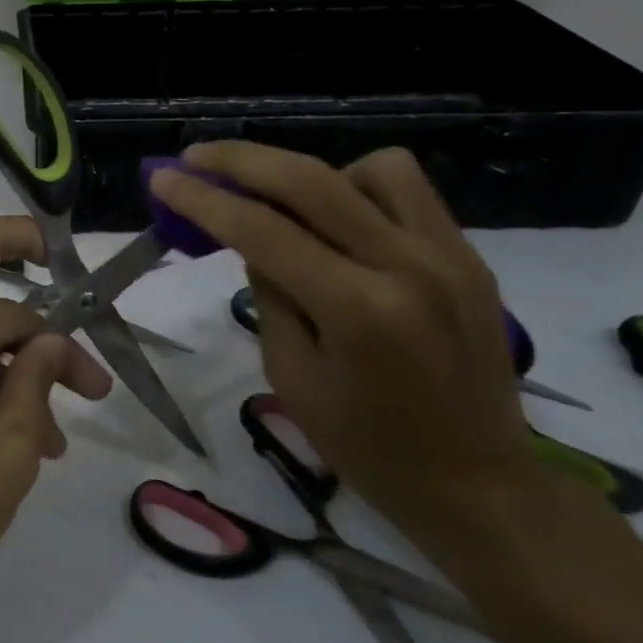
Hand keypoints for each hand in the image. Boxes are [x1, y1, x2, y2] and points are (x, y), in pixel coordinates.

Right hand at [149, 144, 543, 544]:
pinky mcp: (470, 256)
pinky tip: (341, 222)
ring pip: (371, 168)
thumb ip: (269, 294)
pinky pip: (409, 192)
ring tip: (287, 204)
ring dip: (313, 175)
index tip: (163, 177)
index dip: (203, 198)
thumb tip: (250, 237)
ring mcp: (449, 255)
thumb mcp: (292, 376)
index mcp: (357, 310)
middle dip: (241, 159)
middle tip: (197, 156)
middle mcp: (407, 266)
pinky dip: (362, 190)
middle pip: (311, 179)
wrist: (480, 486)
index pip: (262, 230)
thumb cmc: (368, 448)